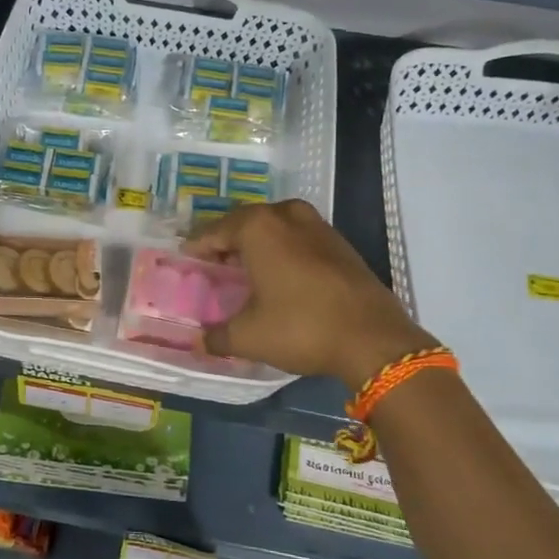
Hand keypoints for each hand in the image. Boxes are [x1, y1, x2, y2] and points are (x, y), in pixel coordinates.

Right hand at [184, 200, 434, 389]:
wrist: (373, 339)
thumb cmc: (301, 328)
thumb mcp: (249, 336)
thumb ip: (218, 336)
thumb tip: (200, 342)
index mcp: (258, 228)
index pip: (214, 231)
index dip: (197, 247)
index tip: (185, 259)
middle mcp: (286, 216)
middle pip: (245, 221)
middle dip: (226, 240)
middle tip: (212, 262)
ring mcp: (318, 226)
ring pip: (276, 225)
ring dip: (258, 241)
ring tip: (245, 265)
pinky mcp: (340, 244)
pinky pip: (299, 237)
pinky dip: (283, 248)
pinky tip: (280, 273)